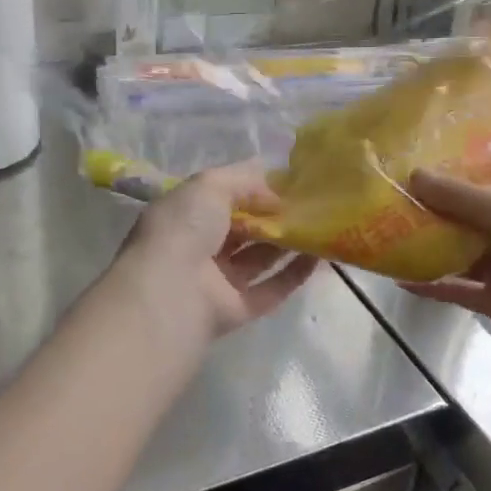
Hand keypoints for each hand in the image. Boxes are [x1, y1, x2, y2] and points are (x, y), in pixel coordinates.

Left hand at [114, 164, 320, 338]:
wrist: (171, 293)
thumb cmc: (184, 228)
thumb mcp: (211, 185)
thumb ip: (245, 181)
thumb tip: (276, 194)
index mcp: (184, 216)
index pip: (221, 198)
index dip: (251, 189)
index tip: (287, 181)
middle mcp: (198, 248)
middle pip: (242, 230)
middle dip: (272, 216)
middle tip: (308, 203)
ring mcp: (217, 281)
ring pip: (258, 259)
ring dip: (287, 243)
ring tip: (319, 225)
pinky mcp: (237, 310)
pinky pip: (271, 289)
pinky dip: (294, 274)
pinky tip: (318, 256)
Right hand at [400, 169, 490, 367]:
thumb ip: (462, 198)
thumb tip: (413, 175)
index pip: (478, 186)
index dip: (445, 179)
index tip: (405, 170)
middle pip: (462, 221)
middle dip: (427, 214)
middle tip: (381, 204)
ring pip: (456, 256)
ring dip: (425, 250)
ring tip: (381, 238)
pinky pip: (458, 291)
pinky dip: (432, 286)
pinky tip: (399, 279)